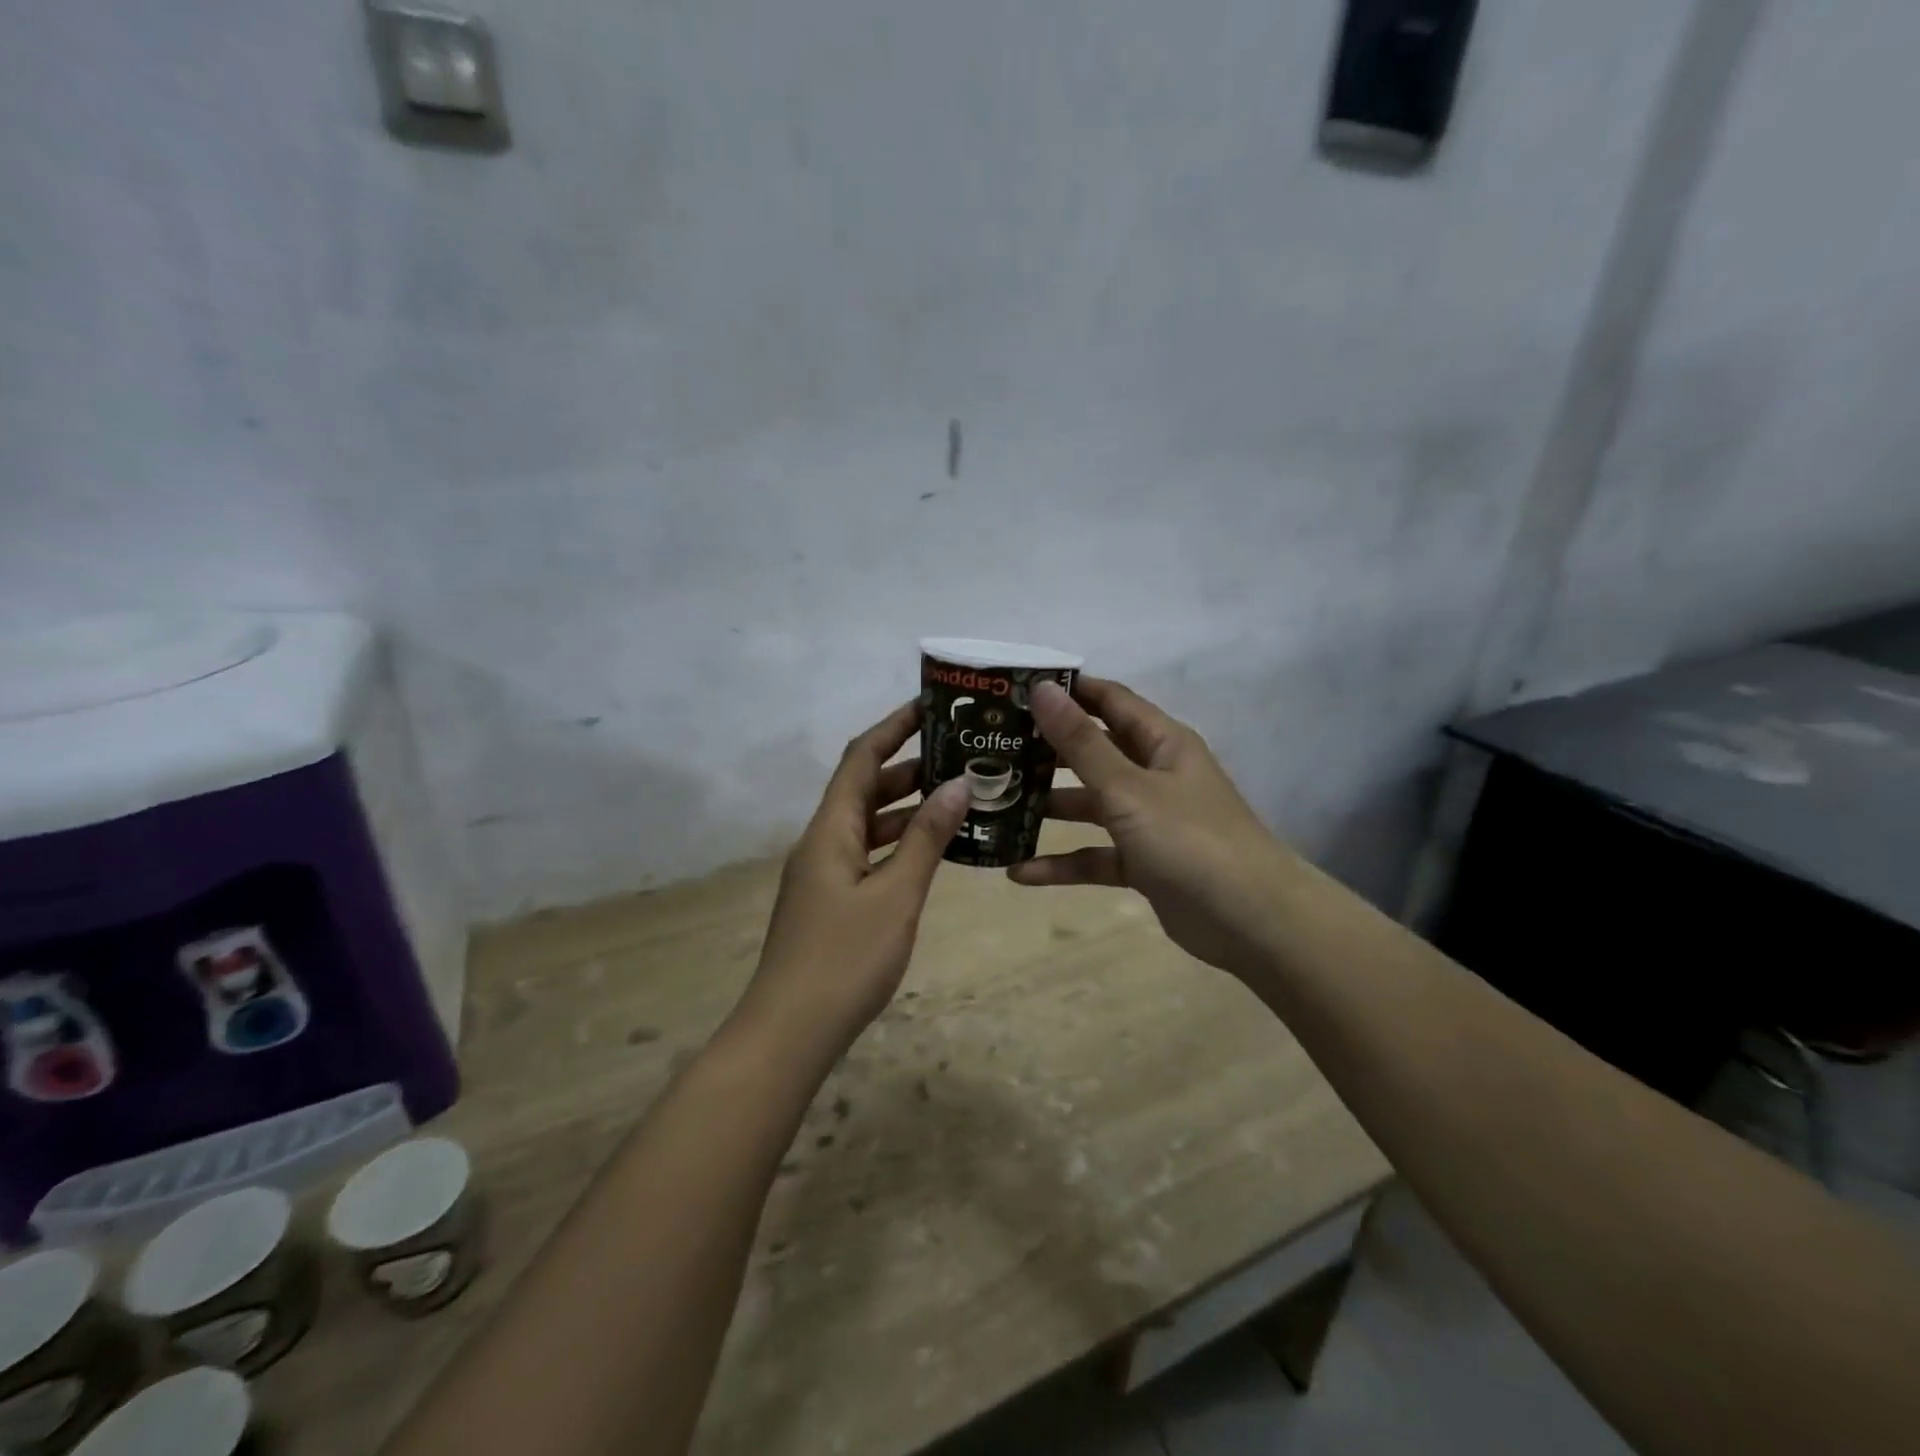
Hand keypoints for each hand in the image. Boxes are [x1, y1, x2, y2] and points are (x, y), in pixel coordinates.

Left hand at [737, 701, 972, 1053]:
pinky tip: (933, 851)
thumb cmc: (844, 958)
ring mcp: (824, 874)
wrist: (790, 1032)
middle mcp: (822, 842)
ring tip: (957, 796)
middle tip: (960, 755)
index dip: (893, 727)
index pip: (860, 759)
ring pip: (868, 824)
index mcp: (830, 830)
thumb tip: (958, 784)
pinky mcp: (830, 902)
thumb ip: (926, 839)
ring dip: (906, 807)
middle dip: (908, 767)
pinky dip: (899, 844)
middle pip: (864, 788)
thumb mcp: (896, 895)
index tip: (931, 706)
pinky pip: (868, 855)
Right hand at [1011, 678, 1299, 980]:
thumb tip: (1043, 690)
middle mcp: (1155, 775)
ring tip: (996, 805)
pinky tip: (1020, 872)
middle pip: (1094, 752)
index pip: (1110, 700)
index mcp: (1161, 743)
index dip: (1068, 692)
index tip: (1016, 690)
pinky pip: (1095, 855)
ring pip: (1090, 805)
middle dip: (1047, 750)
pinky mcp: (1144, 863)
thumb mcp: (1128, 789)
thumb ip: (1081, 743)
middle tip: (994, 748)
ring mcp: (1149, 821)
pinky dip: (1063, 863)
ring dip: (1049, 806)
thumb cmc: (1190, 840)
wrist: (1252, 922)